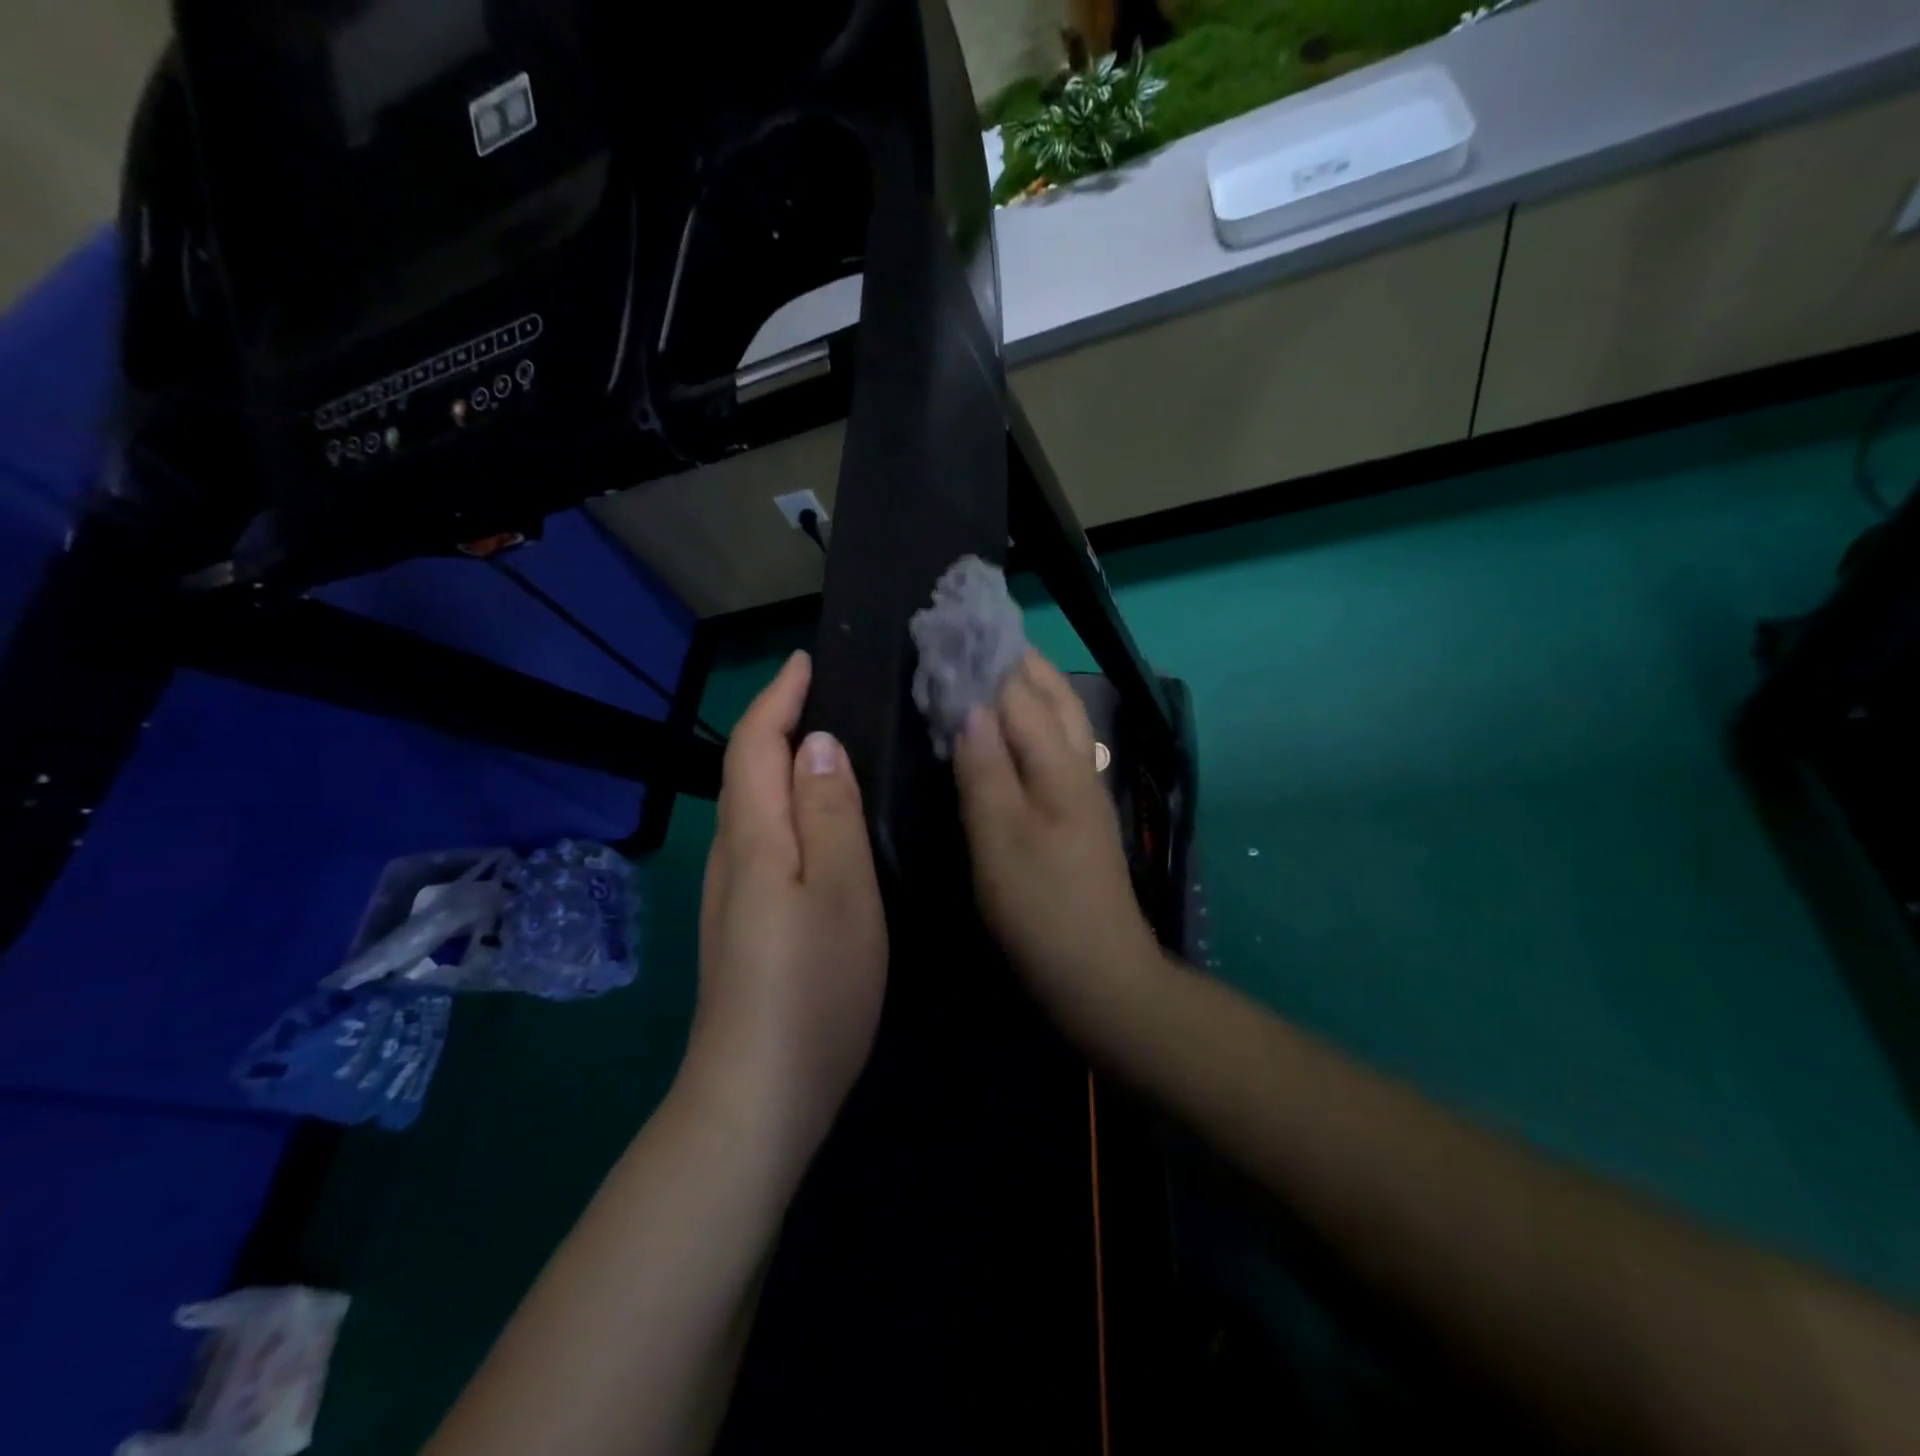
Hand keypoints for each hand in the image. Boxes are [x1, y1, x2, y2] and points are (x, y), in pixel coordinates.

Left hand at [685, 650, 886, 1171]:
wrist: (757, 1096)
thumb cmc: (812, 987)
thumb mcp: (840, 890)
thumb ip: (829, 812)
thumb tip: (817, 743)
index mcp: (755, 837)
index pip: (756, 745)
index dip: (777, 698)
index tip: (805, 661)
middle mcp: (733, 856)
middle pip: (748, 772)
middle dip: (778, 723)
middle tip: (827, 696)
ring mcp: (732, 895)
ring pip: (755, 808)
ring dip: (782, 765)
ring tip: (831, 748)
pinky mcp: (743, 925)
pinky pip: (764, 841)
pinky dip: (788, 809)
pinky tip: (819, 826)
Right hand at [953, 650, 1160, 1024]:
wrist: (1100, 973)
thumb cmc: (1042, 907)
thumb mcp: (1000, 837)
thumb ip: (985, 768)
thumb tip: (971, 704)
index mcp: (1057, 762)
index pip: (1019, 690)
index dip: (987, 656)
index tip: (954, 623)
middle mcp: (1078, 763)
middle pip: (1051, 693)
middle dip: (1016, 659)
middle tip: (974, 635)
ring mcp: (1083, 788)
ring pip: (1061, 717)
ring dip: (1030, 685)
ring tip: (992, 667)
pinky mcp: (1079, 812)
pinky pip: (1056, 745)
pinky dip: (1033, 720)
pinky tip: (1014, 729)